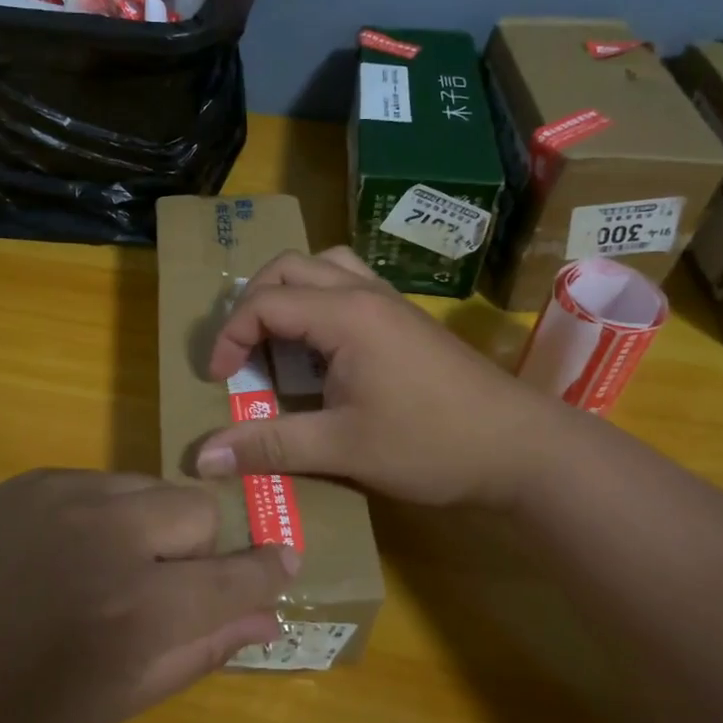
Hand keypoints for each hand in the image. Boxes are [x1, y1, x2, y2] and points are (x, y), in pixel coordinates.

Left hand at [0, 470, 296, 722]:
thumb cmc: (23, 705)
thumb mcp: (122, 697)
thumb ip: (202, 650)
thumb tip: (268, 616)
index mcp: (138, 609)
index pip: (234, 575)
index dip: (267, 570)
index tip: (283, 563)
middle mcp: (112, 537)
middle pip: (198, 509)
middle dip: (196, 545)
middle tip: (160, 582)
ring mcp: (68, 496)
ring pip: (151, 487)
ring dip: (150, 524)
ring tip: (106, 563)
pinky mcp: (35, 477)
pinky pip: (101, 481)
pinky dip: (104, 512)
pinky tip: (65, 548)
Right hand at [195, 249, 560, 508]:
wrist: (519, 448)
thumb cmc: (431, 445)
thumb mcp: (342, 449)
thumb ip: (271, 445)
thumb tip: (203, 456)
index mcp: (345, 315)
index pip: (264, 303)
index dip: (229, 337)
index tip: (219, 380)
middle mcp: (364, 293)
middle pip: (289, 267)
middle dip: (254, 302)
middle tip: (243, 350)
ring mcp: (389, 302)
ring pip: (324, 266)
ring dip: (290, 292)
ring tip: (279, 337)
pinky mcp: (406, 320)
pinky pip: (349, 285)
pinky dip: (320, 301)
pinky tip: (323, 348)